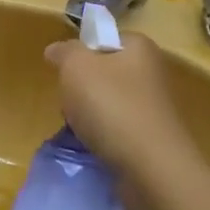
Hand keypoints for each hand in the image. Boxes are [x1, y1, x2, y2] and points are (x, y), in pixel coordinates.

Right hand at [43, 32, 195, 202]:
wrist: (151, 169)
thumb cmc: (112, 106)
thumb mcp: (76, 67)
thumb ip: (64, 52)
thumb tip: (55, 50)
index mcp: (139, 47)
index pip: (103, 39)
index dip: (80, 53)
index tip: (67, 73)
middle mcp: (151, 73)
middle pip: (102, 73)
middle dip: (81, 89)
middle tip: (71, 104)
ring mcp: (153, 108)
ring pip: (107, 104)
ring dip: (89, 117)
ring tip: (80, 131)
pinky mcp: (152, 140)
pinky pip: (117, 131)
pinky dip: (103, 139)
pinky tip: (94, 149)